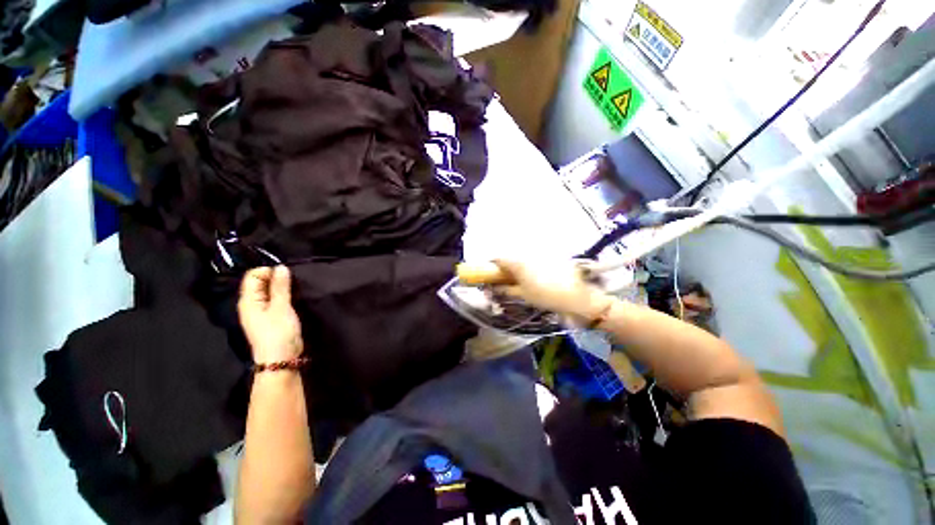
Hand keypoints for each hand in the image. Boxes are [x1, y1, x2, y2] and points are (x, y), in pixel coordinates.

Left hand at [238, 266, 303, 363]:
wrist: (281, 359)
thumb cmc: (278, 332)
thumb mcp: (281, 307)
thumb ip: (280, 287)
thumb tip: (281, 267)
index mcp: (248, 300)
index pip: (253, 275)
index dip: (269, 271)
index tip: (286, 275)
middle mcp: (251, 304)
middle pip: (260, 282)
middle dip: (276, 278)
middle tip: (293, 281)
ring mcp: (260, 311)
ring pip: (269, 291)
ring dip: (281, 288)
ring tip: (295, 288)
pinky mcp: (270, 317)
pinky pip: (274, 300)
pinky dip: (283, 296)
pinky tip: (293, 297)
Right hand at [494, 259, 615, 321]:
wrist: (576, 295)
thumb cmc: (545, 296)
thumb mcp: (523, 295)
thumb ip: (506, 290)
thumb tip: (494, 288)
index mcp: (517, 263)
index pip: (498, 259)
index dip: (492, 266)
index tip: (490, 275)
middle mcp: (526, 255)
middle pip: (510, 258)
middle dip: (505, 268)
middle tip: (505, 281)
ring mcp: (539, 255)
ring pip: (522, 259)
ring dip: (517, 267)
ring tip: (521, 281)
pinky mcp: (550, 257)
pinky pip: (533, 260)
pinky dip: (530, 267)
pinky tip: (536, 278)